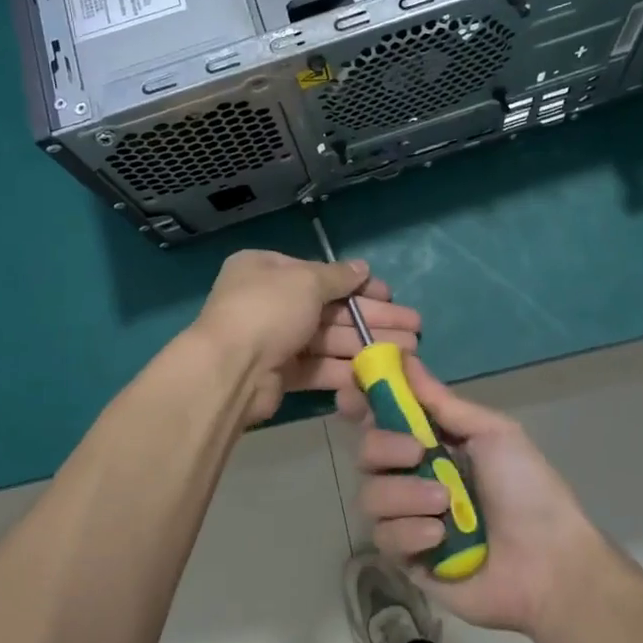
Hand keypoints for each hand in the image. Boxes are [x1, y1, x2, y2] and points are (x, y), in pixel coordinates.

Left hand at [194, 250, 421, 424]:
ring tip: (409, 350)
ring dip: (367, 344)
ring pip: (329, 339)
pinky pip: (319, 366)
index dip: (358, 285)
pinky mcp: (280, 374)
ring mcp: (274, 340)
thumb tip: (362, 268)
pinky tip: (380, 373)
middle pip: (330, 308)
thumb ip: (337, 276)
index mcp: (266, 269)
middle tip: (413, 326)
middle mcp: (269, 301)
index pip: (320, 274)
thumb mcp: (305, 281)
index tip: (389, 295)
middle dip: (372, 318)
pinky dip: (347, 368)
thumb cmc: (267, 310)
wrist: (229, 370)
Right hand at [341, 357, 605, 634]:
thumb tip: (405, 358)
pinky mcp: (406, 557)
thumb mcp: (492, 433)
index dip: (362, 401)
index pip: (382, 415)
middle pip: (366, 450)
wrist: (549, 563)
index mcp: (432, 441)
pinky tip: (441, 537)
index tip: (352, 392)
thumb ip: (442, 402)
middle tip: (417, 453)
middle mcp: (412, 474)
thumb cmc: (528, 489)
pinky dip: (409, 532)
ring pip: (369, 494)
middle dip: (384, 446)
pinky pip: (383, 536)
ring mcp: (407, 517)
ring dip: (405, 495)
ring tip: (445, 504)